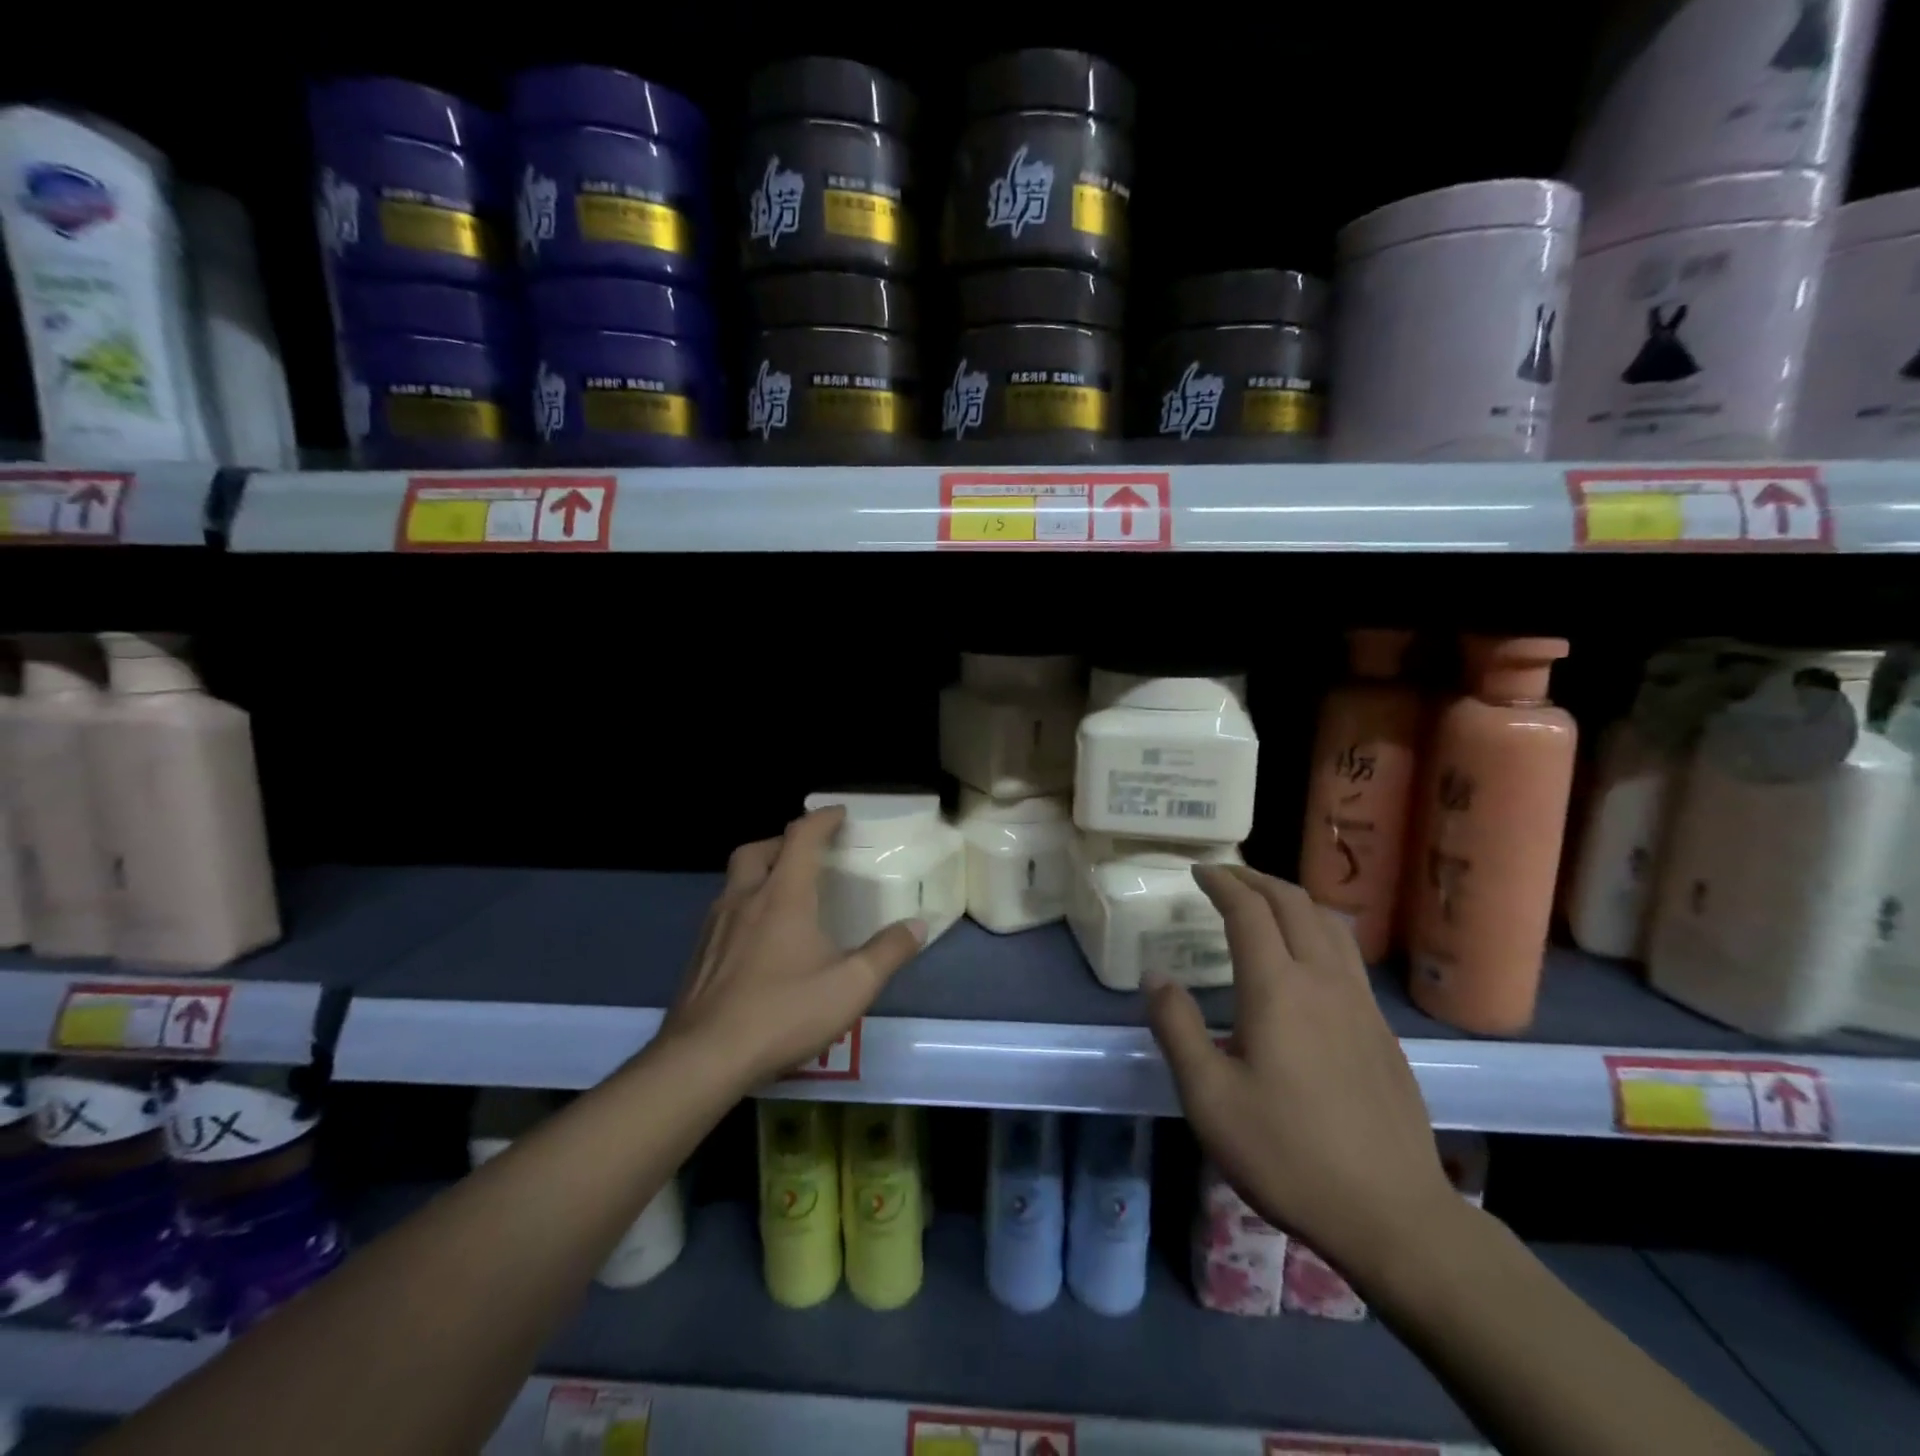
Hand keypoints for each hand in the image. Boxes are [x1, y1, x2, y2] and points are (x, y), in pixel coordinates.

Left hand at [658, 807, 926, 1088]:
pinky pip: (723, 912)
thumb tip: (917, 925)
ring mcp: (715, 927)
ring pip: (735, 880)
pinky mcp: (698, 955)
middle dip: (783, 841)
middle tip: (806, 854)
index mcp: (783, 896)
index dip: (822, 819)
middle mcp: (745, 899)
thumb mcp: (851, 986)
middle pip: (757, 850)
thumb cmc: (783, 1013)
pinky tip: (758, 940)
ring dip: (760, 873)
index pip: (801, 837)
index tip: (839, 814)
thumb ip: (887, 952)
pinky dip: (744, 907)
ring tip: (784, 895)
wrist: (703, 1058)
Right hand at [1147, 865, 1458, 1283]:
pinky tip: (1306, 957)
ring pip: (1328, 924)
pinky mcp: (1382, 1029)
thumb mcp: (1209, 1098)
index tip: (1198, 872)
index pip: (1249, 910)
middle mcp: (1322, 980)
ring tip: (1264, 902)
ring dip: (1292, 899)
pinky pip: (1346, 954)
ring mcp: (1360, 1003)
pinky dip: (1317, 930)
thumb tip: (1156, 976)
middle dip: (1256, 880)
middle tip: (1226, 877)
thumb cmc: (1287, 1154)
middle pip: (1293, 904)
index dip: (1222, 883)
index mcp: (1277, 989)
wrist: (1392, 1215)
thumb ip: (1177, 1028)